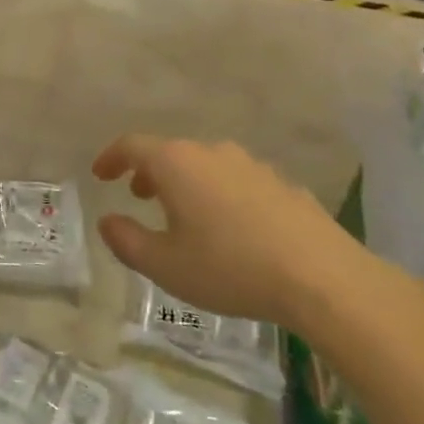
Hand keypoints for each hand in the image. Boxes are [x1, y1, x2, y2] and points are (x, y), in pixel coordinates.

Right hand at [92, 135, 373, 326]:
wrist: (323, 278)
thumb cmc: (230, 268)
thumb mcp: (165, 265)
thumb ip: (126, 241)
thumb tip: (108, 221)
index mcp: (177, 164)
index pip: (132, 146)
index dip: (111, 158)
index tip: (101, 174)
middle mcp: (212, 152)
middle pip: (170, 152)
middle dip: (149, 172)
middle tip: (139, 196)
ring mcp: (252, 165)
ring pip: (205, 165)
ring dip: (186, 183)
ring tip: (183, 214)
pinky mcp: (282, 184)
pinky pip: (237, 181)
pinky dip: (220, 194)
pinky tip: (230, 228)